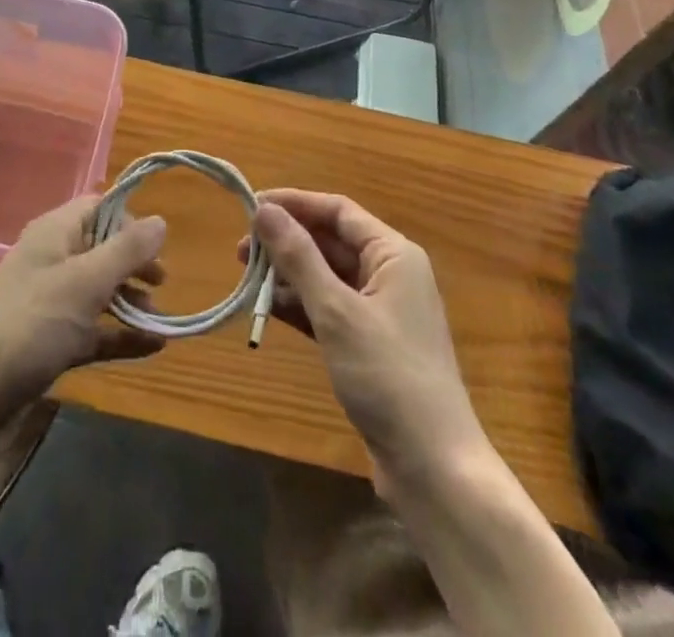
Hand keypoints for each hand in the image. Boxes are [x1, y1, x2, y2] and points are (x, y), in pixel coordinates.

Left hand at [0, 195, 167, 434]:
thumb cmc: (29, 325)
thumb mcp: (85, 282)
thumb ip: (126, 250)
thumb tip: (161, 221)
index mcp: (55, 234)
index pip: (98, 207)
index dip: (129, 220)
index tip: (158, 245)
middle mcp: (52, 261)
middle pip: (102, 249)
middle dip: (134, 263)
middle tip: (162, 283)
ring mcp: (50, 304)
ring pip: (100, 291)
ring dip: (130, 301)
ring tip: (160, 319)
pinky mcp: (50, 343)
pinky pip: (95, 330)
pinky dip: (121, 335)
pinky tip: (154, 347)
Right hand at [245, 189, 485, 490]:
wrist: (434, 469)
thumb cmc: (388, 375)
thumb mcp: (336, 311)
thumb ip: (298, 257)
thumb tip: (263, 210)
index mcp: (393, 254)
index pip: (338, 211)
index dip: (294, 204)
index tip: (251, 206)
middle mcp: (390, 274)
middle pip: (331, 242)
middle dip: (286, 242)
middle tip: (240, 250)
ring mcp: (381, 311)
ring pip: (327, 276)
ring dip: (289, 275)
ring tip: (247, 280)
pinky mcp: (370, 345)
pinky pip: (329, 309)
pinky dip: (301, 306)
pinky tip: (269, 310)